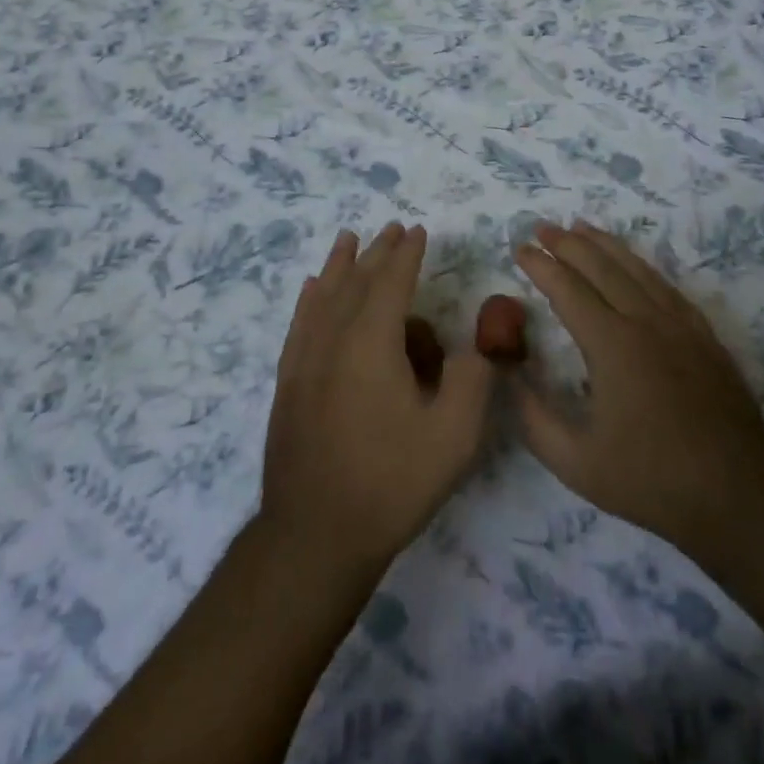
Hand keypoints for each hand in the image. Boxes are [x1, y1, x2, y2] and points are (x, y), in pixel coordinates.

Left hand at [262, 223, 496, 575]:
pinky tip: (310, 288)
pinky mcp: (288, 381)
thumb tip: (475, 346)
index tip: (417, 230)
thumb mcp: (453, 436)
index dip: (407, 254)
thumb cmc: (390, 481)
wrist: (315, 534)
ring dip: (339, 264)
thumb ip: (473, 378)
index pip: (391, 281)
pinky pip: (299, 321)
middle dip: (377, 252)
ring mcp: (304, 358)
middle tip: (392, 229)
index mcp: (372, 341)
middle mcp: (333, 337)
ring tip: (348, 239)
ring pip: (323, 294)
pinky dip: (309, 297)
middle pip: (356, 280)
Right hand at [513, 220, 763, 565]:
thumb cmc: (652, 480)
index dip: (540, 266)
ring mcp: (680, 325)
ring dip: (605, 244)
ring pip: (636, 269)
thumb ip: (534, 419)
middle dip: (568, 243)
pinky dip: (642, 266)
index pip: (567, 290)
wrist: (739, 495)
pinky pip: (667, 287)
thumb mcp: (577, 463)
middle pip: (601, 267)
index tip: (520, 248)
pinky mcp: (704, 336)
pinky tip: (634, 265)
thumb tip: (508, 377)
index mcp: (611, 345)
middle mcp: (645, 322)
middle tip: (543, 227)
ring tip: (581, 227)